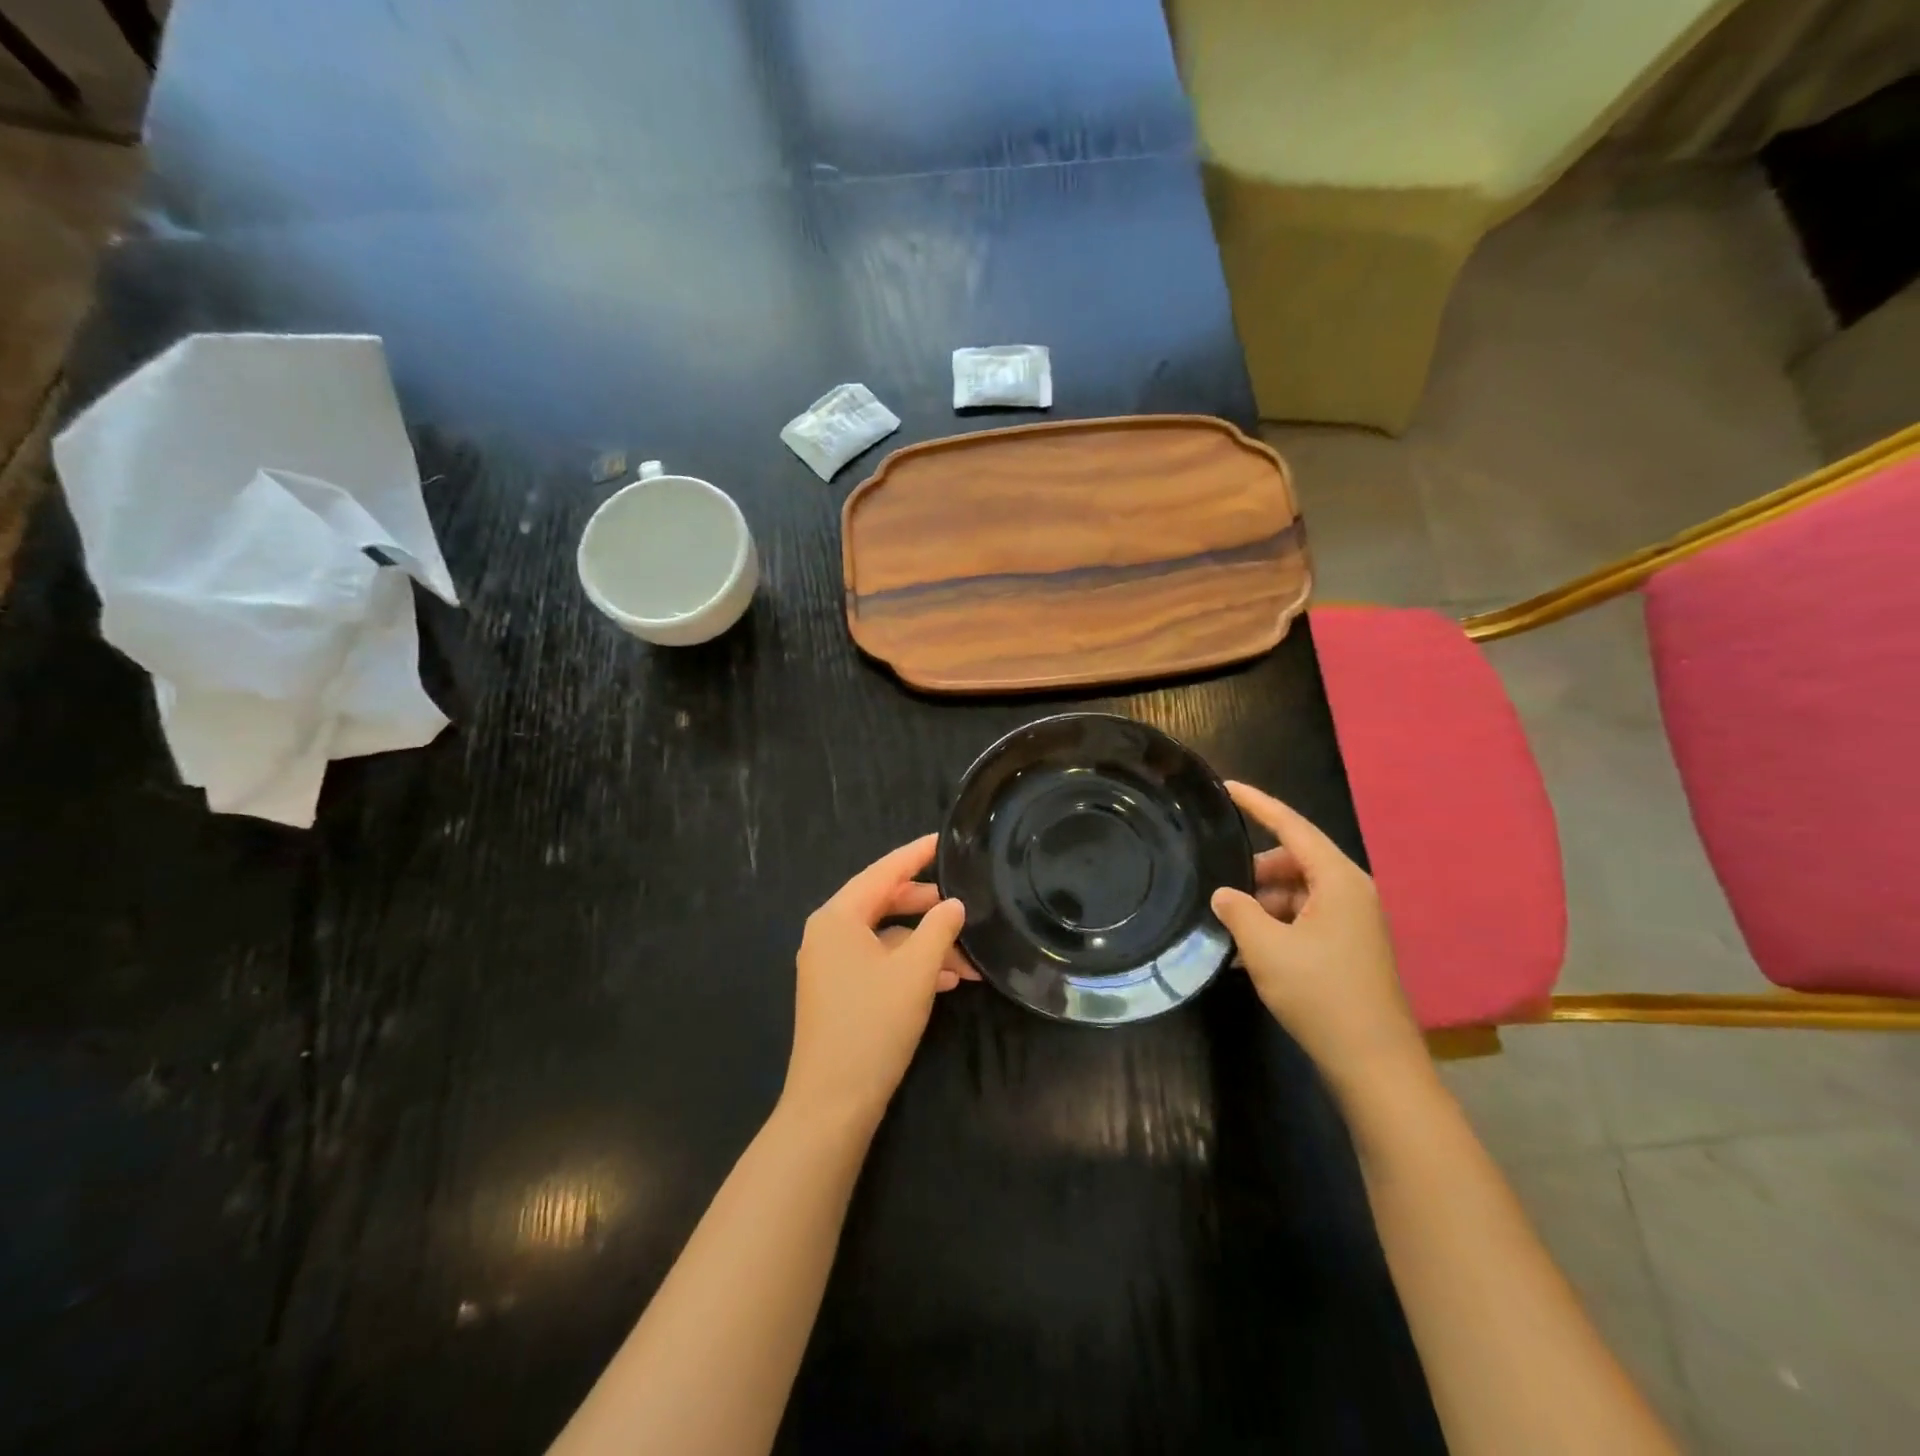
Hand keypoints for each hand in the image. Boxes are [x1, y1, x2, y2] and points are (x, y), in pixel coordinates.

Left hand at [781, 834, 973, 1126]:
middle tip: (964, 904)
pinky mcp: (837, 992)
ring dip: (925, 945)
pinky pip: (878, 963)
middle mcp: (828, 933)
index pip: (883, 871)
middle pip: (883, 903)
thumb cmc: (873, 1025)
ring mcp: (829, 965)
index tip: (944, 839)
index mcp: (838, 917)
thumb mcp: (916, 971)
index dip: (916, 854)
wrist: (832, 1103)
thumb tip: (954, 904)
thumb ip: (939, 928)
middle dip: (927, 907)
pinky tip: (946, 981)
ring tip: (968, 958)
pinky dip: (910, 966)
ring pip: (885, 938)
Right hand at [1211, 782, 1427, 1092]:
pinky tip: (1248, 953)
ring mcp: (1355, 921)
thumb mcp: (1265, 948)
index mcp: (1339, 880)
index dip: (1257, 804)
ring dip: (1263, 904)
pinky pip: (1306, 919)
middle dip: (1255, 871)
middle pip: (1295, 860)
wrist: (1374, 1064)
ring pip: (1298, 892)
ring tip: (1230, 930)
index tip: (1227, 787)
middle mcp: (1352, 892)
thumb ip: (1237, 910)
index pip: (1292, 826)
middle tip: (1220, 889)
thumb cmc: (1320, 994)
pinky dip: (1278, 926)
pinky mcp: (1351, 948)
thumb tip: (1223, 894)